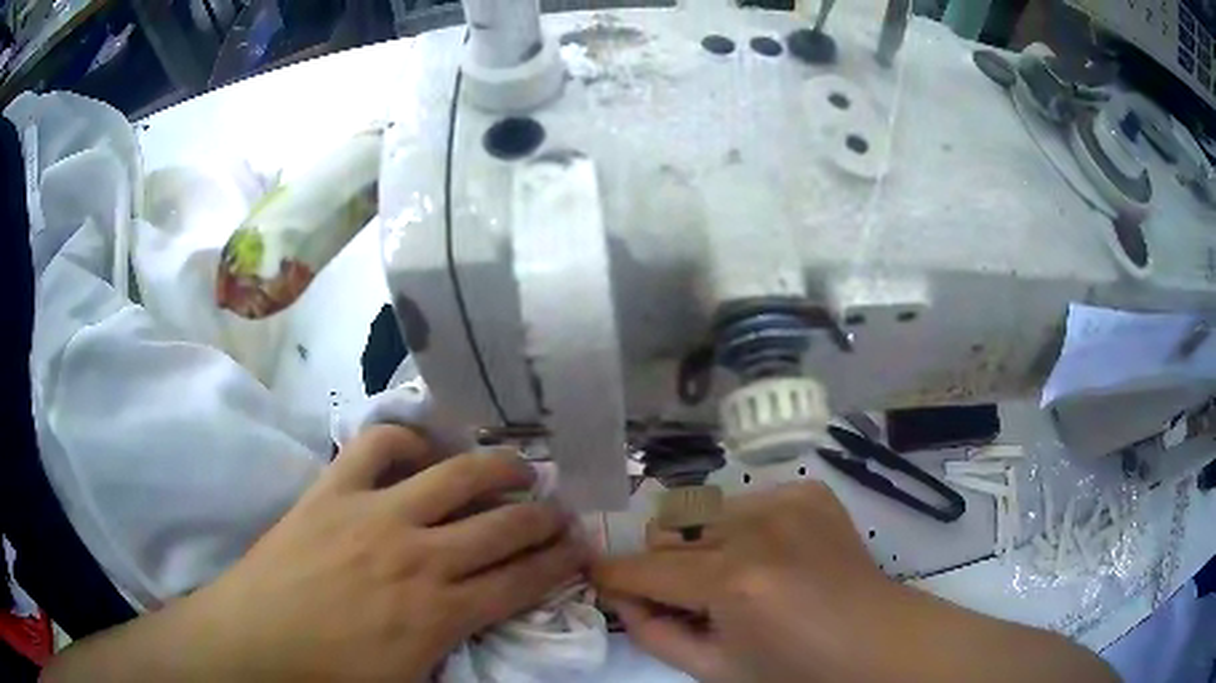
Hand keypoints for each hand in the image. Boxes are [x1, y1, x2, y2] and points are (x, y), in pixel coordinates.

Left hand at [45, 426, 586, 682]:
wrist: (257, 640)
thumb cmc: (333, 674)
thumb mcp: (411, 682)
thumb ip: (457, 651)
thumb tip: (486, 618)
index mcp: (440, 613)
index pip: (522, 582)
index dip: (559, 564)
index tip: (582, 550)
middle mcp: (419, 556)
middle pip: (503, 525)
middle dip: (545, 518)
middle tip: (562, 512)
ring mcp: (375, 513)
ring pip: (457, 476)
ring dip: (498, 469)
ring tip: (517, 468)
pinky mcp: (335, 488)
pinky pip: (379, 444)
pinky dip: (408, 440)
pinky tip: (423, 452)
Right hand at [593, 482, 1115, 682]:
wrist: (879, 642)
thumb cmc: (798, 673)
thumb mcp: (716, 670)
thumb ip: (657, 633)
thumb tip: (624, 598)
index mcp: (733, 580)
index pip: (644, 568)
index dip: (612, 575)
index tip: (595, 575)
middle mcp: (756, 526)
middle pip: (672, 527)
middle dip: (664, 562)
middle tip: (689, 595)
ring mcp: (787, 499)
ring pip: (708, 511)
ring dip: (706, 544)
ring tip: (740, 578)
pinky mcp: (809, 491)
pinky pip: (748, 502)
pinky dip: (744, 529)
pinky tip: (775, 558)